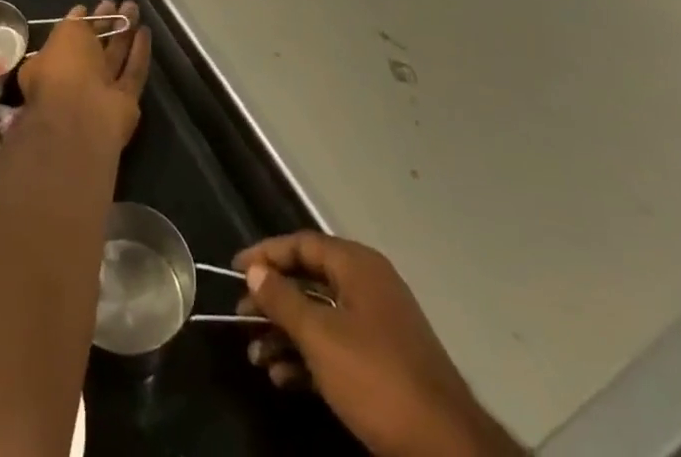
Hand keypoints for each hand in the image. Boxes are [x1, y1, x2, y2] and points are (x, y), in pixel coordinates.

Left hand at [18, 0, 150, 151]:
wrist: (82, 118)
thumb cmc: (64, 70)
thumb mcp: (64, 35)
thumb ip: (74, 23)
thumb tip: (80, 12)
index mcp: (52, 65)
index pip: (70, 39)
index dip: (84, 21)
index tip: (98, 4)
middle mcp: (76, 79)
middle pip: (96, 47)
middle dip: (107, 24)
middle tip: (120, 3)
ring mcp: (101, 92)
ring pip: (115, 57)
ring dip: (125, 33)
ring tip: (134, 8)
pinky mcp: (125, 102)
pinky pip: (133, 73)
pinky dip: (139, 53)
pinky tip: (145, 31)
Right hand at [234, 233, 523, 456]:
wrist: (445, 447)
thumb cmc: (376, 378)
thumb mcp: (320, 336)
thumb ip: (283, 300)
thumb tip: (254, 269)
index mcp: (357, 265)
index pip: (302, 244)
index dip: (266, 254)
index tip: (235, 269)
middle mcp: (367, 285)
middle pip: (309, 279)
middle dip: (272, 300)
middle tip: (240, 317)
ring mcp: (378, 325)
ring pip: (320, 316)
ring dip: (285, 334)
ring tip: (255, 356)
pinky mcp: (383, 362)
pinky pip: (336, 345)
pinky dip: (308, 357)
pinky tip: (282, 379)